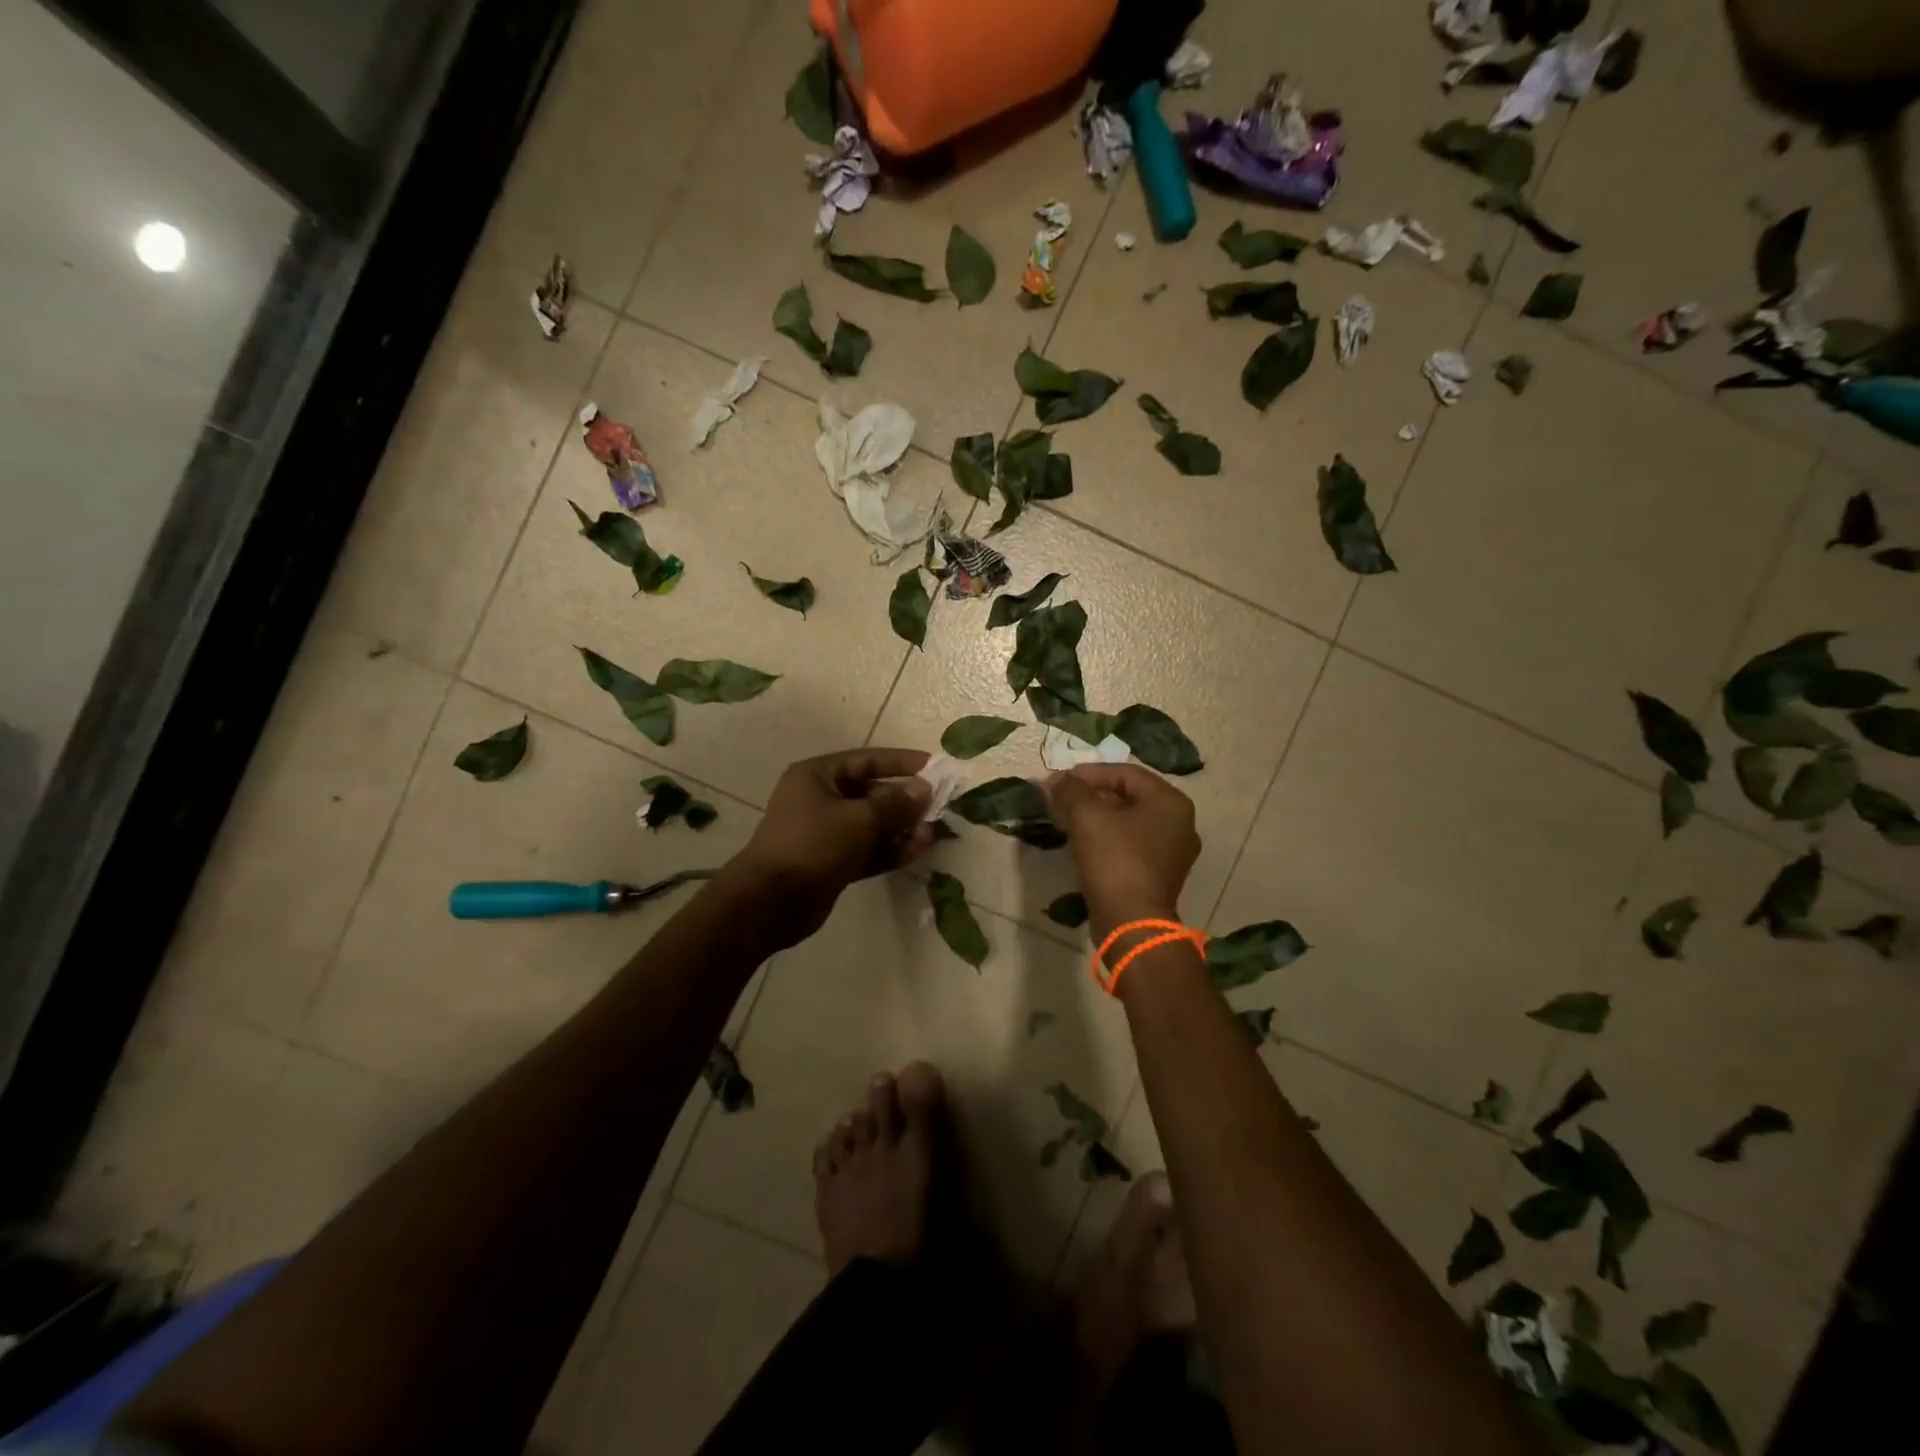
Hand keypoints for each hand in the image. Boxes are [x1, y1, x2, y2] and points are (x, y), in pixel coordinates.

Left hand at [730, 749, 934, 939]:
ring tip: (931, 834)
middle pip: (871, 793)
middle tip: (936, 807)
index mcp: (818, 776)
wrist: (772, 901)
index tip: (932, 765)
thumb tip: (923, 789)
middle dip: (904, 801)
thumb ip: (896, 803)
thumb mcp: (860, 818)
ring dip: (901, 828)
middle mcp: (820, 799)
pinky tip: (917, 850)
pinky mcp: (832, 862)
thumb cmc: (813, 845)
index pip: (866, 760)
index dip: (901, 762)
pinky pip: (867, 849)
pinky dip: (889, 849)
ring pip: (872, 824)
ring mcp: (825, 832)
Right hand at [1046, 765, 1199, 924]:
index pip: (1125, 773)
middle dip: (1092, 795)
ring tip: (1068, 820)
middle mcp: (1180, 823)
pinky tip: (1084, 844)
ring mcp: (1174, 852)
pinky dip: (1108, 838)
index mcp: (1170, 801)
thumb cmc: (1114, 860)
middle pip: (1129, 796)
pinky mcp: (1161, 876)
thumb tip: (1055, 780)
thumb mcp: (1086, 816)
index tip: (1059, 781)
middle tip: (1062, 799)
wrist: (1131, 922)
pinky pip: (1132, 845)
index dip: (1089, 773)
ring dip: (1097, 817)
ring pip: (1129, 822)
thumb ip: (1070, 790)